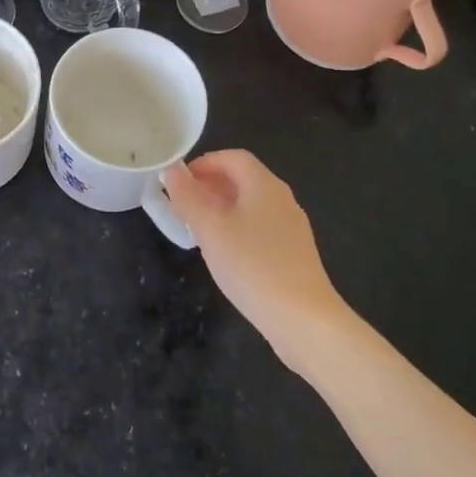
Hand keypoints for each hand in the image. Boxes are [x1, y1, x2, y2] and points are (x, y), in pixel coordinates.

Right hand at [162, 150, 343, 367]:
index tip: (178, 181)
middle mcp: (281, 199)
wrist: (304, 319)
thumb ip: (188, 197)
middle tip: (182, 204)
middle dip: (210, 186)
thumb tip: (172, 170)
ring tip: (197, 228)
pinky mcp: (294, 252)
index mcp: (264, 185)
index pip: (232, 157)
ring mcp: (291, 227)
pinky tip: (224, 253)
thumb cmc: (252, 266)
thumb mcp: (211, 230)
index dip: (203, 163)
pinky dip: (237, 228)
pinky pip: (260, 227)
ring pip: (251, 204)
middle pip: (243, 179)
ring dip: (221, 208)